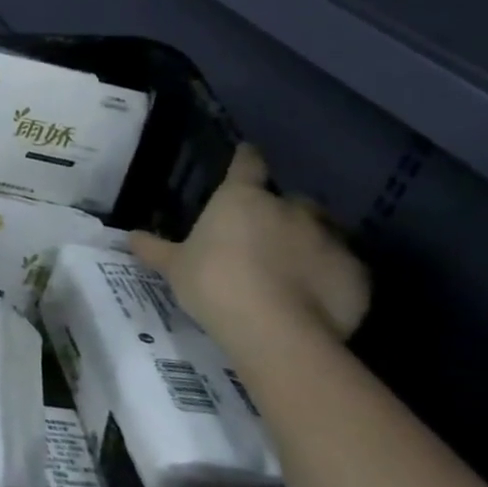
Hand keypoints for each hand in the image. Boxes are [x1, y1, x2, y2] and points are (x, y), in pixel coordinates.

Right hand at [130, 143, 368, 353]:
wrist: (276, 331)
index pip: (247, 164)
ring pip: (323, 231)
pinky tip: (318, 295)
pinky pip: (344, 267)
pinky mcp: (357, 274)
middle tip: (267, 233)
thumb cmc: (214, 284)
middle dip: (283, 212)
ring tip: (295, 266)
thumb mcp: (175, 267)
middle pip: (292, 200)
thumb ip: (155, 249)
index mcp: (242, 199)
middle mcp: (289, 209)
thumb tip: (130, 236)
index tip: (246, 155)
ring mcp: (329, 240)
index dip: (246, 159)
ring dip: (310, 242)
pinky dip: (332, 275)